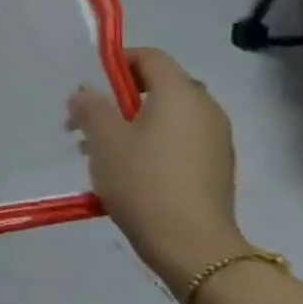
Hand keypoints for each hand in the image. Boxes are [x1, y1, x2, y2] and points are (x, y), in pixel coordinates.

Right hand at [67, 48, 245, 285]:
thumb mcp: (104, 140)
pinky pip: (179, 139)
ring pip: (168, 115)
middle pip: (160, 85)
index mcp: (180, 94)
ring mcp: (216, 139)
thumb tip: (85, 91)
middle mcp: (205, 109)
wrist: (193, 246)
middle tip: (89, 119)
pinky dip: (153, 142)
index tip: (89, 83)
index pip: (150, 57)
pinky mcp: (216, 166)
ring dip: (134, 122)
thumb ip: (91, 108)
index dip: (117, 61)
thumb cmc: (143, 182)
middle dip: (121, 96)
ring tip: (102, 148)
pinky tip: (128, 169)